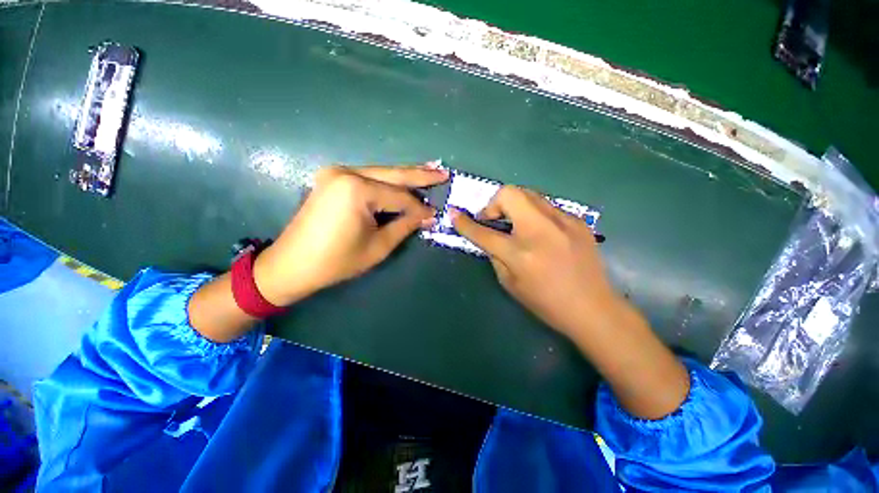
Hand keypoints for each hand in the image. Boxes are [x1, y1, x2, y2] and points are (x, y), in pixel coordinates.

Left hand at [253, 163, 447, 305]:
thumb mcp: (378, 246)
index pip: (400, 197)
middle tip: (443, 172)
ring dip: (405, 176)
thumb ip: (405, 225)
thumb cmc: (337, 261)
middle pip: (392, 174)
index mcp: (357, 190)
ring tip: (429, 172)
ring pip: (381, 174)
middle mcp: (346, 173)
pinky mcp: (333, 179)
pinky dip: (387, 182)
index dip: (419, 208)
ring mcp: (336, 173)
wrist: (292, 264)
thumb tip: (428, 215)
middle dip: (420, 175)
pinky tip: (402, 179)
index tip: (436, 214)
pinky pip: (368, 178)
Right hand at [451, 186, 617, 338]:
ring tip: (516, 224)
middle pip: (509, 194)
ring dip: (514, 205)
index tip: (454, 214)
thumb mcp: (510, 283)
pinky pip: (546, 206)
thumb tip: (488, 236)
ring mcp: (563, 221)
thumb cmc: (546, 302)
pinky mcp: (577, 220)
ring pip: (529, 194)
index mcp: (520, 254)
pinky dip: (534, 213)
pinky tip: (539, 232)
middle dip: (494, 204)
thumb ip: (495, 255)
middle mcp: (541, 231)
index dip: (465, 223)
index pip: (484, 233)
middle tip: (494, 221)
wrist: (593, 307)